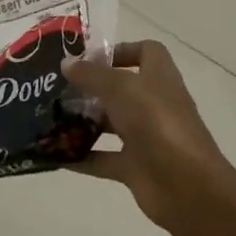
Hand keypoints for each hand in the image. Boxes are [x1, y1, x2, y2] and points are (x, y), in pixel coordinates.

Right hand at [62, 41, 233, 232]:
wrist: (186, 185)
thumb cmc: (156, 122)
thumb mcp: (120, 88)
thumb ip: (91, 74)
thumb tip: (66, 62)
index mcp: (159, 77)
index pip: (146, 52)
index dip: (121, 50)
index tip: (88, 58)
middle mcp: (153, 104)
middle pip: (122, 88)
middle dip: (91, 87)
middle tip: (57, 87)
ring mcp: (146, 137)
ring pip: (111, 124)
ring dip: (83, 121)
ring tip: (49, 116)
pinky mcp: (135, 167)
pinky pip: (103, 159)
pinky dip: (81, 157)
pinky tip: (54, 154)